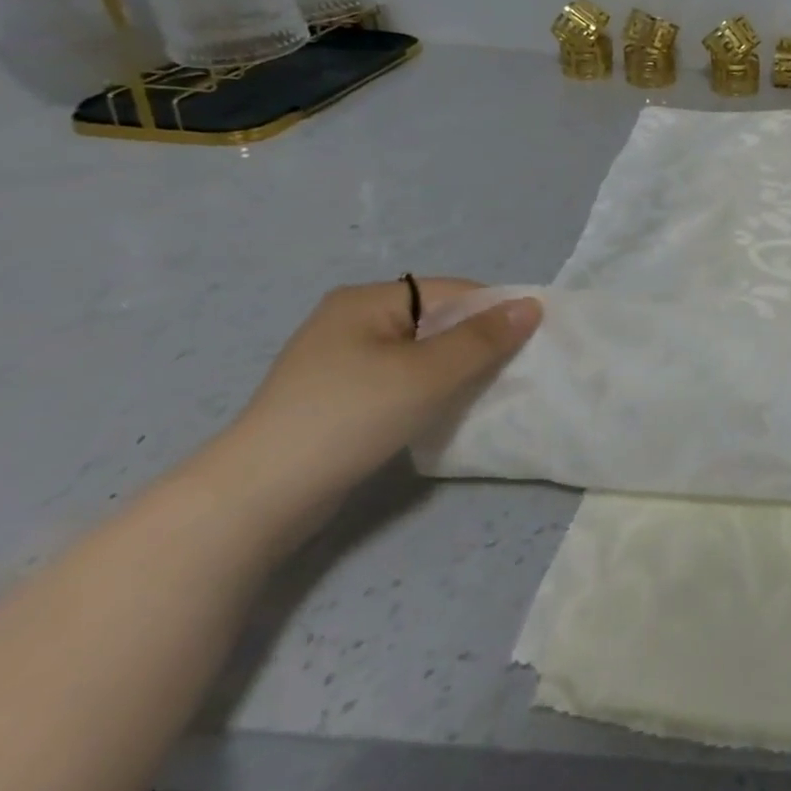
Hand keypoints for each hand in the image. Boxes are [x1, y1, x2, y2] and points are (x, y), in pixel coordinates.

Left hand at [195, 278, 540, 550]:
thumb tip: (532, 305)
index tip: (527, 344)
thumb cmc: (350, 417)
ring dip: (453, 370)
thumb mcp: (429, 373)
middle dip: (476, 344)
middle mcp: (351, 320)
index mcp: (367, 300)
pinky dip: (426, 390)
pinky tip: (439, 412)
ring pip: (419, 353)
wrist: (258, 498)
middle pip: (436, 321)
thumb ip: (484, 338)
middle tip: (508, 372)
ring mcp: (338, 360)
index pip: (452, 292)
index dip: (494, 313)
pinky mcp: (335, 397)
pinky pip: (399, 378)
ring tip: (480, 393)